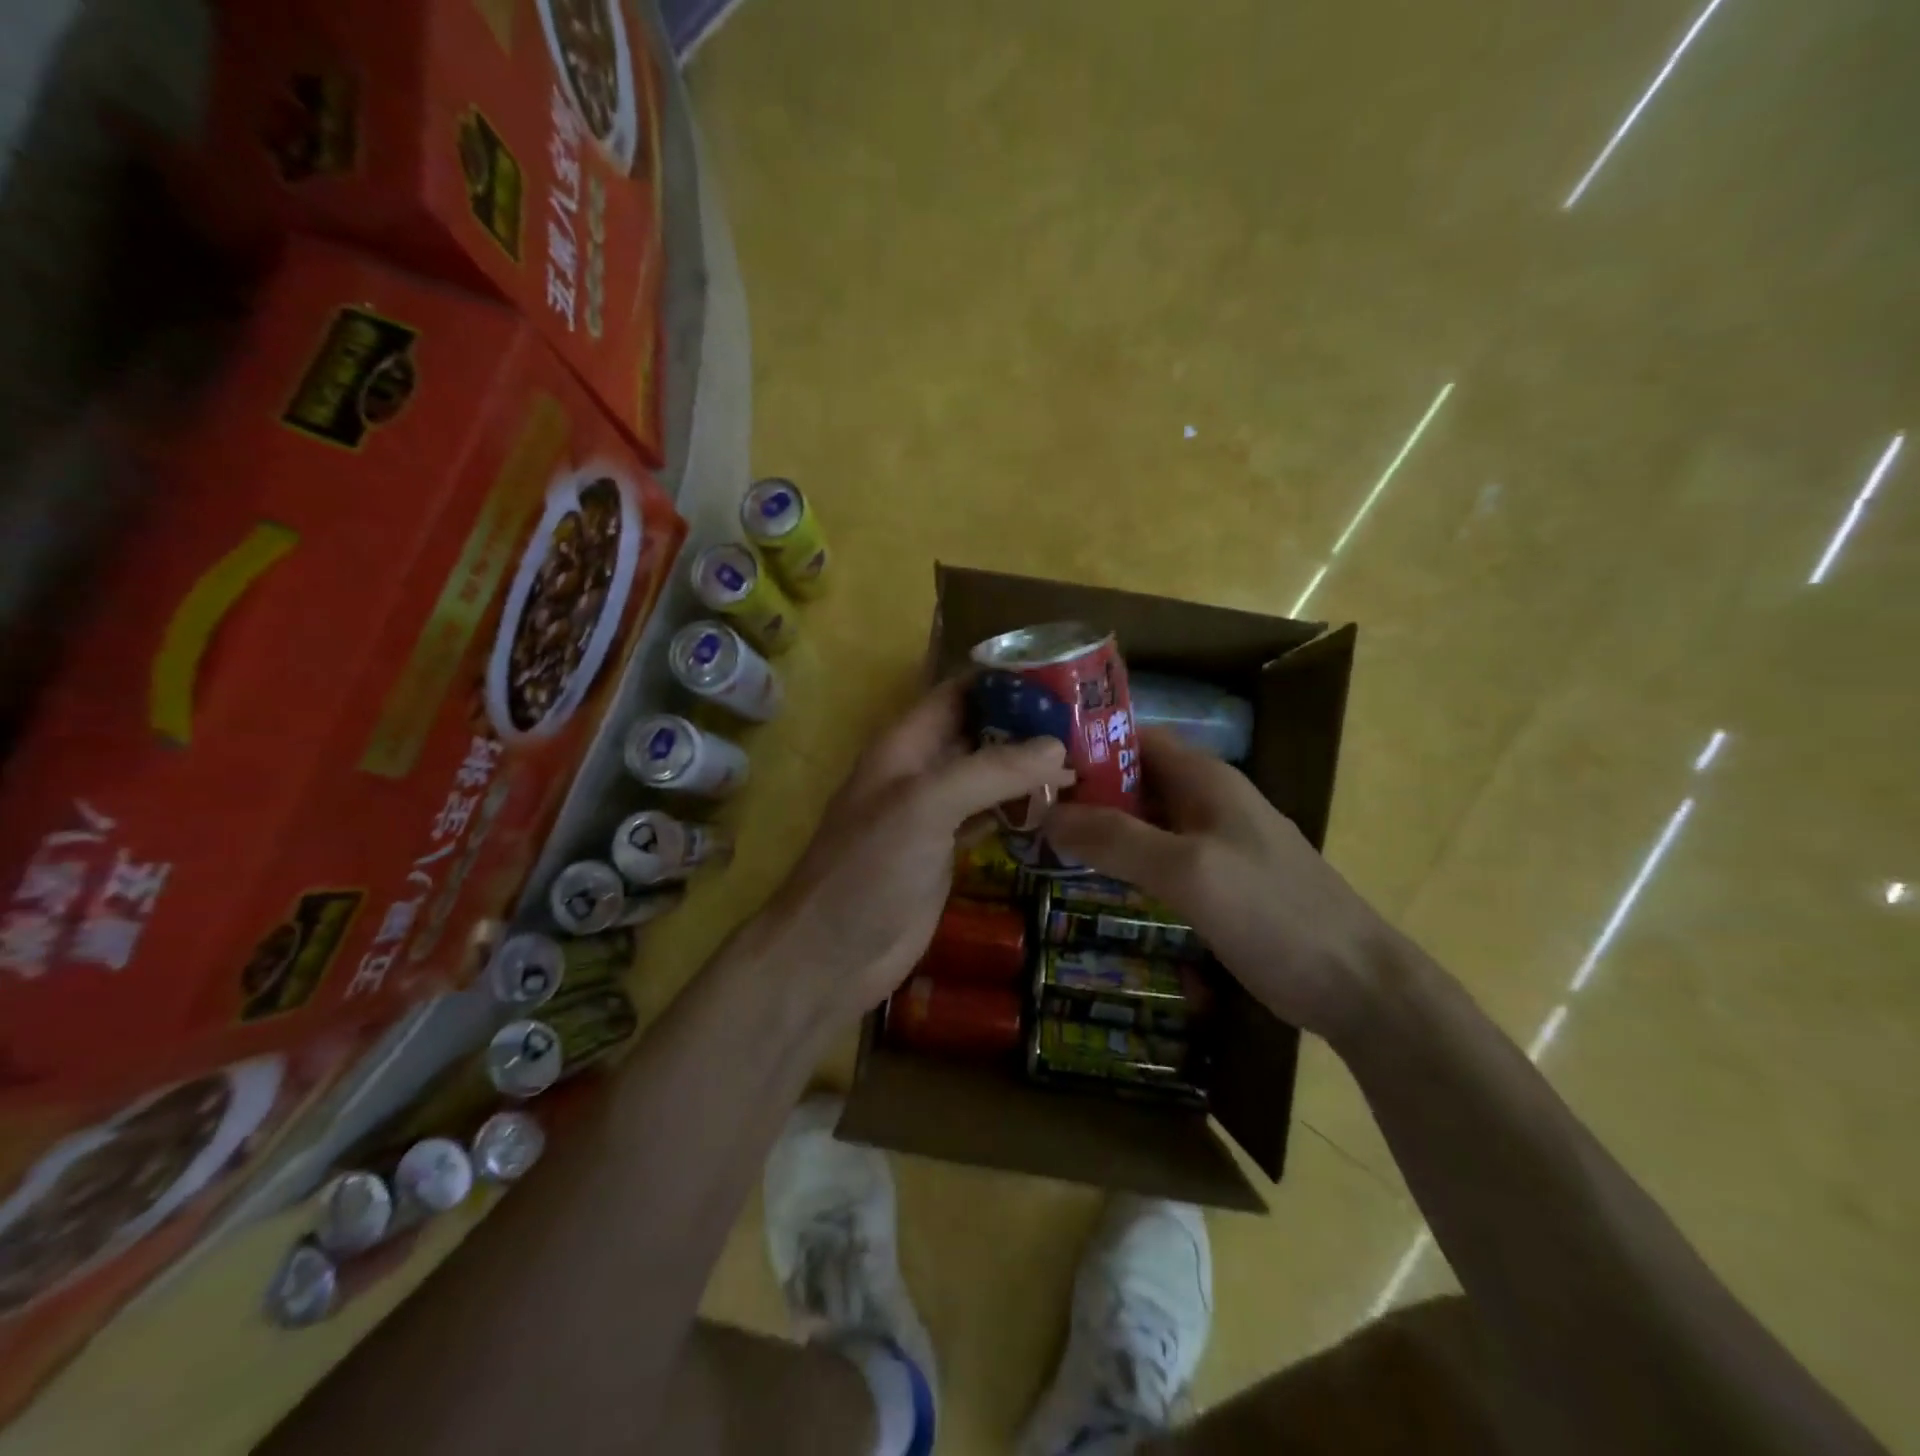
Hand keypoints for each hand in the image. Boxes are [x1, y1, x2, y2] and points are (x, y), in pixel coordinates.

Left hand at [761, 678, 1074, 1025]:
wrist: (833, 954)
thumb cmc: (870, 868)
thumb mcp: (926, 805)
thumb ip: (990, 771)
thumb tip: (1056, 746)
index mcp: (906, 745)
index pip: (958, 693)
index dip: (1003, 679)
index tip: (1062, 675)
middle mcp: (922, 771)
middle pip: (980, 732)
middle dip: (1027, 724)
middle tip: (1091, 722)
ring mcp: (935, 814)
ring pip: (989, 777)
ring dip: (1031, 768)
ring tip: (1091, 758)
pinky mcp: (948, 852)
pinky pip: (991, 817)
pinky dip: (1023, 809)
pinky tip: (1063, 807)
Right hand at [1046, 728, 1396, 1044]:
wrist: (1354, 984)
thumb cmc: (1273, 914)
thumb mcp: (1188, 871)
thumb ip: (1117, 840)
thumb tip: (1046, 814)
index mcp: (1204, 778)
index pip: (1131, 738)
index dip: (1082, 744)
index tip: (1029, 764)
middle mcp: (1205, 799)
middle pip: (1131, 778)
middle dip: (1080, 789)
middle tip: (1021, 808)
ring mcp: (1211, 841)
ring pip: (1140, 819)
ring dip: (1097, 825)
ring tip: (1038, 838)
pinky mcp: (1213, 879)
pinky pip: (1155, 854)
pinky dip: (1120, 857)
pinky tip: (1086, 875)